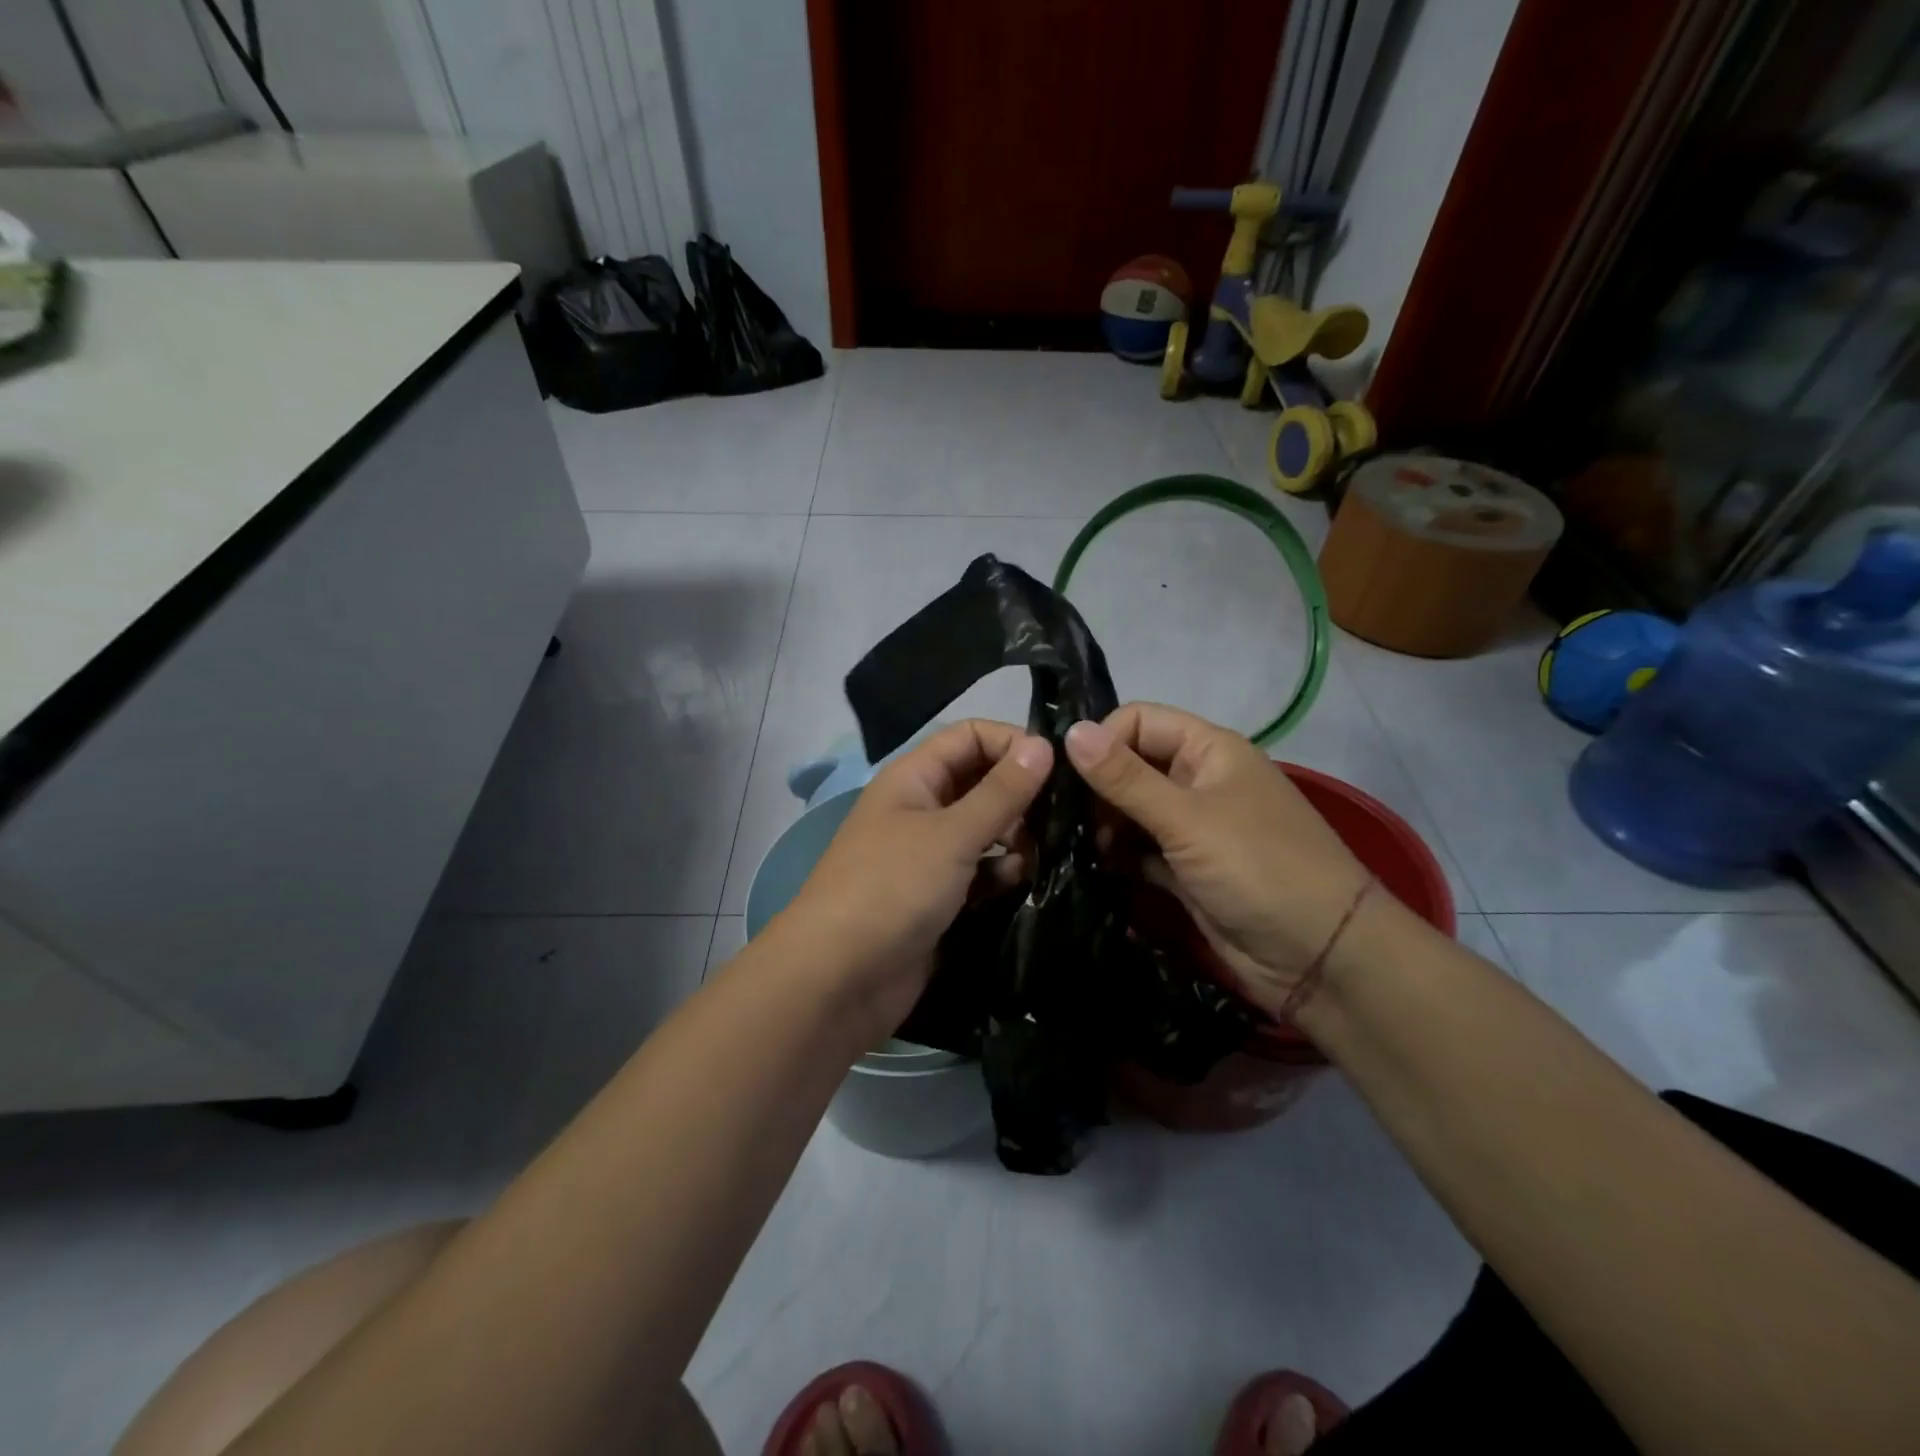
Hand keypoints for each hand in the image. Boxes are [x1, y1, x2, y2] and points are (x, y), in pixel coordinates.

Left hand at [776, 720, 1052, 1040]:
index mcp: (914, 778)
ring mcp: (928, 855)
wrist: (838, 979)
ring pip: (985, 830)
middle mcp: (921, 808)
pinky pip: (980, 872)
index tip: (1059, 768)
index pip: (970, 737)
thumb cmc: (892, 889)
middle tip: (1061, 818)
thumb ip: (1002, 792)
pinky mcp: (938, 897)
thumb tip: (1044, 744)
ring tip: (1043, 855)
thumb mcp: (952, 834)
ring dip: (1016, 838)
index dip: (1012, 743)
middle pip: (981, 783)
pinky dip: (1001, 874)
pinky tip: (1022, 884)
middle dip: (1020, 796)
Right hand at [1063, 703, 1371, 1015]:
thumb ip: (1125, 778)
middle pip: (1130, 766)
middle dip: (1095, 790)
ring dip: (1102, 827)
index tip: (1068, 779)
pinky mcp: (1184, 870)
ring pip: (1130, 811)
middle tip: (1062, 822)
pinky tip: (1091, 870)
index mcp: (1208, 750)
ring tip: (1072, 849)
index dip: (1103, 742)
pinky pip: (1140, 851)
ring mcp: (1191, 828)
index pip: (1138, 722)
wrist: (1321, 958)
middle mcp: (1197, 781)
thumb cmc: (1258, 869)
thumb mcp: (1187, 818)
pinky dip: (1117, 858)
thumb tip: (1070, 730)